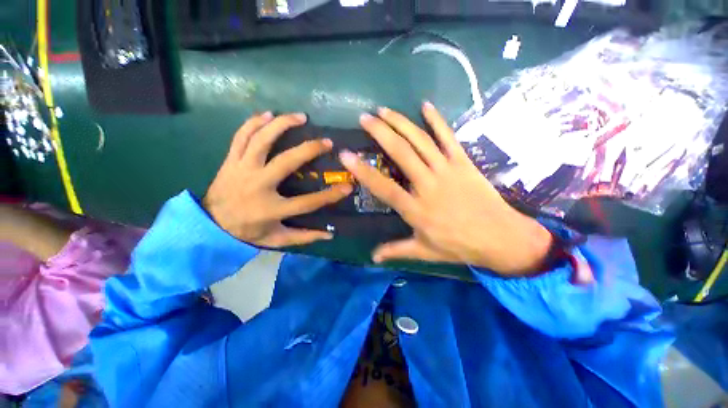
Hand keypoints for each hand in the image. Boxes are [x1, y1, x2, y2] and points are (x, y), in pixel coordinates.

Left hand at [203, 112, 351, 246]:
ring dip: (281, 124)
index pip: (308, 202)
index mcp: (272, 208)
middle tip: (327, 141)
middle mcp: (258, 185)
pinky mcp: (231, 161)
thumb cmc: (248, 232)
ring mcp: (242, 170)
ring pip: (261, 140)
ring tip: (300, 116)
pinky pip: (241, 136)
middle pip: (287, 162)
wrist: (210, 225)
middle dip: (310, 149)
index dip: (330, 195)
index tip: (347, 187)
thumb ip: (304, 237)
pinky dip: (254, 122)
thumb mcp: (278, 239)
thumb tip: (329, 235)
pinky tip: (268, 114)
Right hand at [339, 102, 552, 275]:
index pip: (383, 187)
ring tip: (384, 110)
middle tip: (365, 118)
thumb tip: (373, 257)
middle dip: (380, 133)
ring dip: (401, 123)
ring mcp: (447, 171)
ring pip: (421, 141)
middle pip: (401, 153)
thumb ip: (396, 250)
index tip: (346, 154)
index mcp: (416, 209)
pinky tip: (425, 105)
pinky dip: (437, 120)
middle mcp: (428, 185)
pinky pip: (448, 137)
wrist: (501, 238)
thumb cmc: (459, 246)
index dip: (362, 171)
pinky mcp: (464, 163)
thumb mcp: (425, 252)